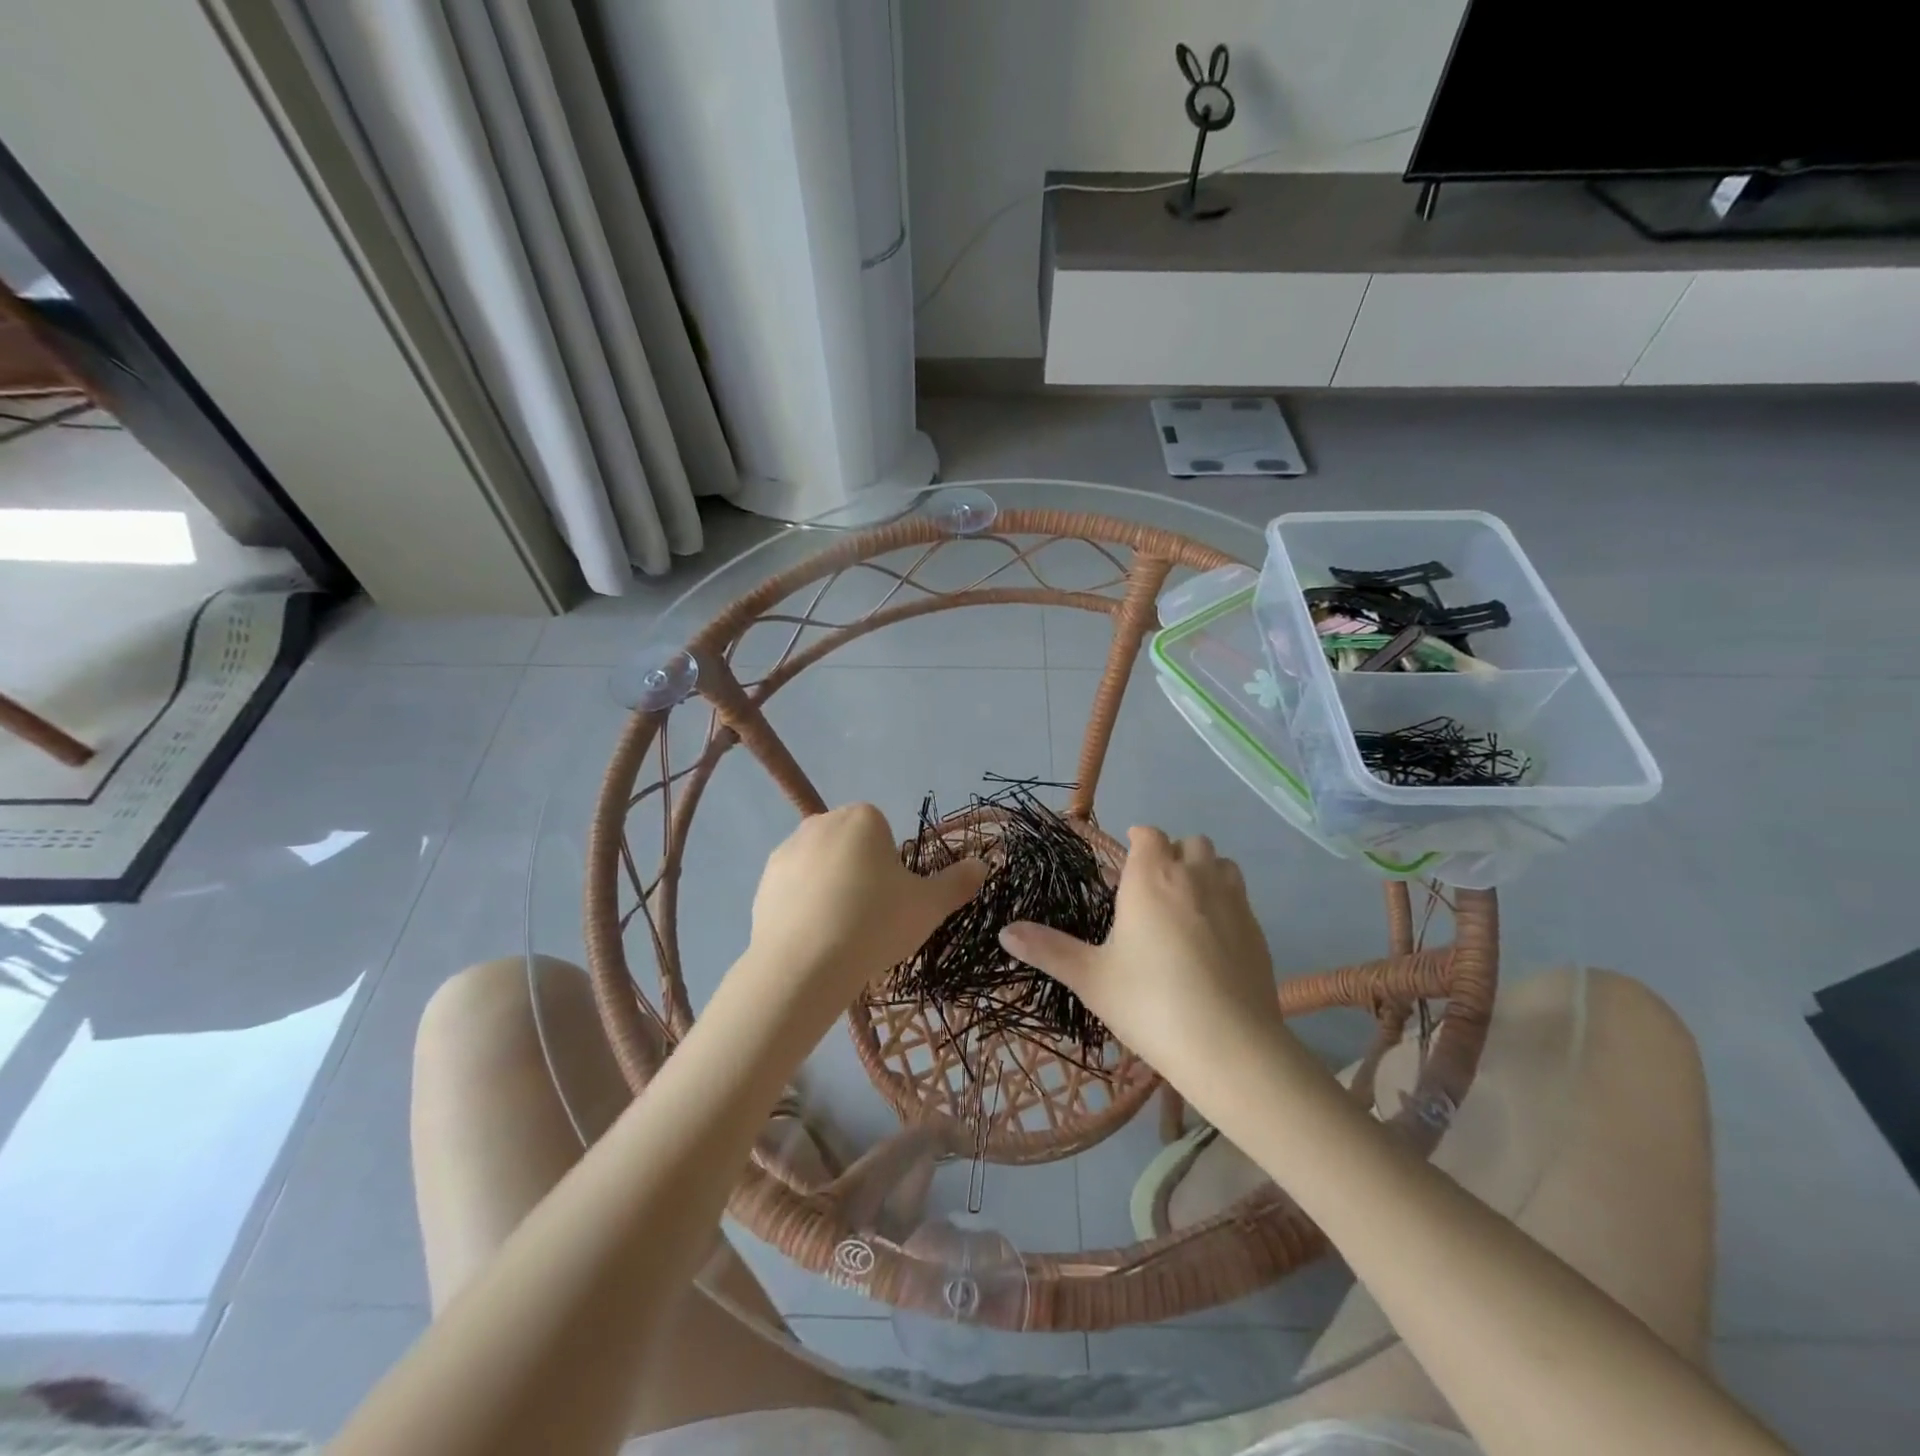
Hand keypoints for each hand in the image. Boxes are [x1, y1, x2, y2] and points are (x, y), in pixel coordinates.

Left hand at [747, 803, 986, 1013]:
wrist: (804, 966)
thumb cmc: (874, 923)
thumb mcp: (929, 906)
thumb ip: (958, 882)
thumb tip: (983, 864)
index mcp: (862, 818)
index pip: (884, 834)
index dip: (892, 868)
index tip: (892, 900)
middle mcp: (821, 823)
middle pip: (852, 847)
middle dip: (861, 873)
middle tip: (870, 917)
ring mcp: (787, 851)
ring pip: (822, 867)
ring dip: (832, 889)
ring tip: (841, 933)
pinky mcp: (764, 882)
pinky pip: (795, 889)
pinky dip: (805, 907)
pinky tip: (814, 939)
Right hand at [999, 827, 1286, 1083]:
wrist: (1229, 1046)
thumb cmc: (1149, 1002)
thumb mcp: (1090, 978)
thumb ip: (1047, 950)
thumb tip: (1004, 932)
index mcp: (1151, 878)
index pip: (1149, 835)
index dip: (1138, 841)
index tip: (1126, 861)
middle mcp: (1195, 877)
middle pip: (1190, 842)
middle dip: (1172, 854)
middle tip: (1152, 889)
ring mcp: (1234, 902)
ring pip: (1221, 864)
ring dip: (1204, 871)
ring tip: (1186, 905)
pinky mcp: (1259, 930)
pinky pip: (1241, 897)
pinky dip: (1225, 902)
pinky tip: (1213, 940)